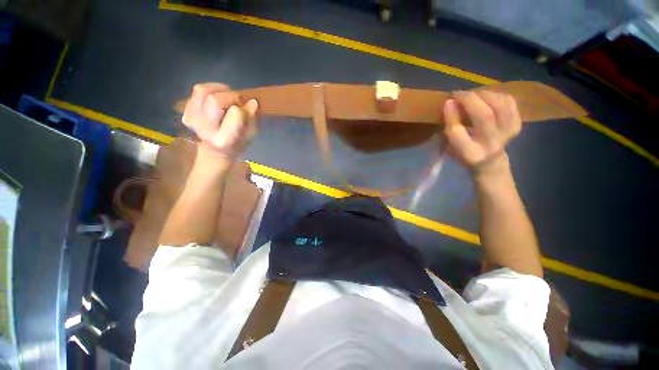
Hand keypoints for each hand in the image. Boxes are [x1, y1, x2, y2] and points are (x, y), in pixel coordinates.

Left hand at [182, 83, 258, 160]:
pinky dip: (210, 90)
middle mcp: (205, 130)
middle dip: (230, 96)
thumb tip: (252, 102)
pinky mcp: (186, 112)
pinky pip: (197, 91)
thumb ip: (252, 118)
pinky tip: (217, 97)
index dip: (242, 107)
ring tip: (227, 96)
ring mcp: (192, 121)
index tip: (246, 109)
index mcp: (225, 140)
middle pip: (215, 100)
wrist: (215, 151)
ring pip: (203, 91)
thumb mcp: (251, 135)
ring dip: (219, 90)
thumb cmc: (238, 143)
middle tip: (237, 102)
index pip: (235, 113)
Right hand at [443, 91, 520, 171]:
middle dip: (470, 100)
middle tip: (459, 94)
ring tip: (473, 95)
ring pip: (500, 106)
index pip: (459, 134)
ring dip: (484, 95)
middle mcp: (491, 145)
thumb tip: (450, 102)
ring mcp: (507, 134)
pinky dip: (497, 95)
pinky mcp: (517, 124)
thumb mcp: (451, 145)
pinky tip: (487, 97)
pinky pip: (509, 103)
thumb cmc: (464, 152)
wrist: (490, 160)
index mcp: (471, 153)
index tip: (448, 101)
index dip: (452, 115)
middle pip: (485, 116)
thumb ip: (451, 125)